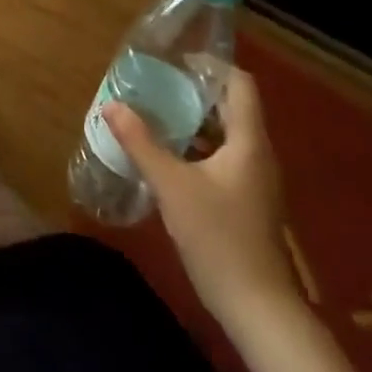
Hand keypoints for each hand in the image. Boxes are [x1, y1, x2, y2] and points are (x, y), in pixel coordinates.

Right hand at [103, 67, 300, 336]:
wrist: (259, 309)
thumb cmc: (219, 239)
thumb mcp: (172, 187)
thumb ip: (141, 143)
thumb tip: (111, 106)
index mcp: (249, 141)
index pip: (240, 84)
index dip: (210, 66)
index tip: (175, 62)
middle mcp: (258, 154)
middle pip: (232, 107)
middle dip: (195, 93)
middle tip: (157, 86)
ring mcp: (256, 181)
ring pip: (227, 135)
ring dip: (195, 122)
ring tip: (157, 116)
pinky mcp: (249, 203)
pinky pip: (225, 159)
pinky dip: (199, 149)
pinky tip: (170, 160)